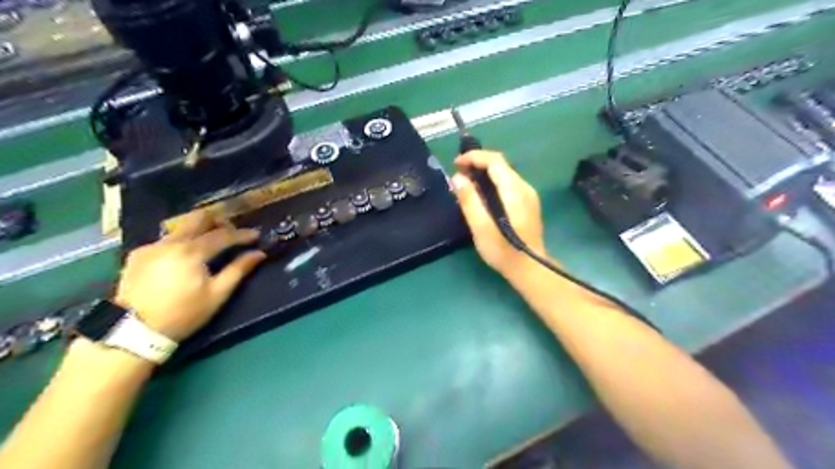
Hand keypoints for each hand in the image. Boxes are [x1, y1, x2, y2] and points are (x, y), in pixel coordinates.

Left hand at [112, 213, 265, 340]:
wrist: (135, 331)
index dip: (242, 234)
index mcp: (192, 252)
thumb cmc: (184, 314)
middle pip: (197, 218)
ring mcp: (151, 247)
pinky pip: (165, 241)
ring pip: (180, 228)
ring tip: (209, 245)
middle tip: (230, 232)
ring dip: (198, 232)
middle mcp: (170, 242)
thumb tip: (259, 254)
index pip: (223, 235)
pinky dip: (180, 243)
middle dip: (218, 221)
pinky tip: (183, 258)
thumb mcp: (217, 294)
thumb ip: (239, 270)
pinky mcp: (137, 255)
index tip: (256, 236)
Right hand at [451, 153, 548, 280]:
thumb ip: (469, 200)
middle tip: (458, 174)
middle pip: (501, 164)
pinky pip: (509, 183)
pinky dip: (493, 181)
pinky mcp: (528, 204)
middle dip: (478, 163)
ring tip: (466, 183)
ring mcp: (529, 196)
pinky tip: (482, 194)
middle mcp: (525, 188)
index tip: (456, 164)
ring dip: (485, 172)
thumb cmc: (503, 251)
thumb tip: (458, 177)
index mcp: (514, 191)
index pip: (495, 161)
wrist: (530, 269)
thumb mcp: (481, 227)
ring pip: (505, 173)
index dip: (474, 157)